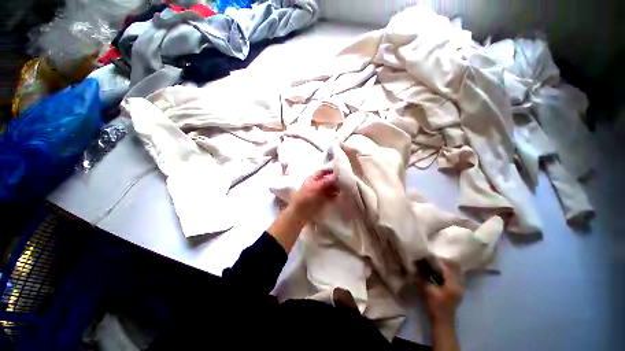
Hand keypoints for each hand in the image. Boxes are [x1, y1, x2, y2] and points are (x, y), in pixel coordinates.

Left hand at [289, 168, 339, 221]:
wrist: (300, 213)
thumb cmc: (305, 198)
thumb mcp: (315, 188)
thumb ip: (325, 181)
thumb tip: (335, 175)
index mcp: (312, 179)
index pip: (322, 172)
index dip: (329, 171)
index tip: (339, 171)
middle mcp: (316, 184)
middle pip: (327, 180)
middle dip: (335, 181)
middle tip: (344, 182)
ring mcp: (319, 193)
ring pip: (330, 188)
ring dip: (336, 188)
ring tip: (343, 190)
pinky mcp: (322, 201)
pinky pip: (330, 196)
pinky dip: (335, 196)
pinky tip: (339, 197)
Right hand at [423, 260, 464, 325]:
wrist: (443, 321)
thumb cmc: (436, 305)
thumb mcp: (428, 290)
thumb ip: (424, 276)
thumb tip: (417, 264)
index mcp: (453, 284)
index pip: (448, 267)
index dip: (439, 260)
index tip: (430, 255)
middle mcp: (460, 284)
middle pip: (455, 268)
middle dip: (445, 261)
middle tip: (434, 257)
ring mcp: (461, 288)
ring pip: (457, 271)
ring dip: (448, 266)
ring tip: (436, 262)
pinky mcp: (459, 290)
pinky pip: (456, 276)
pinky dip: (449, 271)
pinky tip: (440, 271)